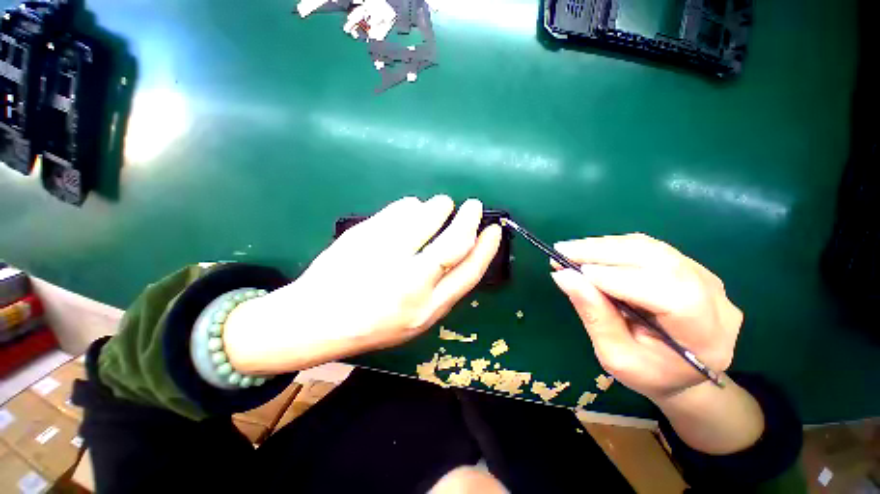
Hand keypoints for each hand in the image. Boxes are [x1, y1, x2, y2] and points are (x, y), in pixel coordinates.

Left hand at [224, 196, 502, 373]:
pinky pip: (400, 210)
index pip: (470, 271)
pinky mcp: (365, 236)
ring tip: (442, 205)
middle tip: (474, 206)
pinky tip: (410, 209)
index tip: (493, 230)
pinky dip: (411, 206)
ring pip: (427, 217)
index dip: (487, 247)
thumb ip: (440, 290)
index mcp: (428, 308)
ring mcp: (386, 255)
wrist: (316, 321)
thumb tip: (460, 252)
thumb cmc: (371, 324)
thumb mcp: (415, 320)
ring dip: (440, 206)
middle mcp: (411, 282)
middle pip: (454, 241)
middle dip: (469, 219)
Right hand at [550, 234, 742, 401]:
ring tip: (570, 250)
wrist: (679, 371)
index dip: (621, 279)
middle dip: (605, 253)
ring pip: (652, 248)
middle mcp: (715, 299)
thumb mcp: (615, 355)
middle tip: (562, 252)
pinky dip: (614, 247)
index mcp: (705, 336)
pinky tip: (590, 251)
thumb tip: (564, 277)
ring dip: (605, 246)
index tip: (576, 272)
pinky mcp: (688, 267)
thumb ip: (594, 316)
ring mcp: (705, 278)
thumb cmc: (647, 373)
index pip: (670, 295)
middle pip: (660, 262)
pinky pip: (649, 248)